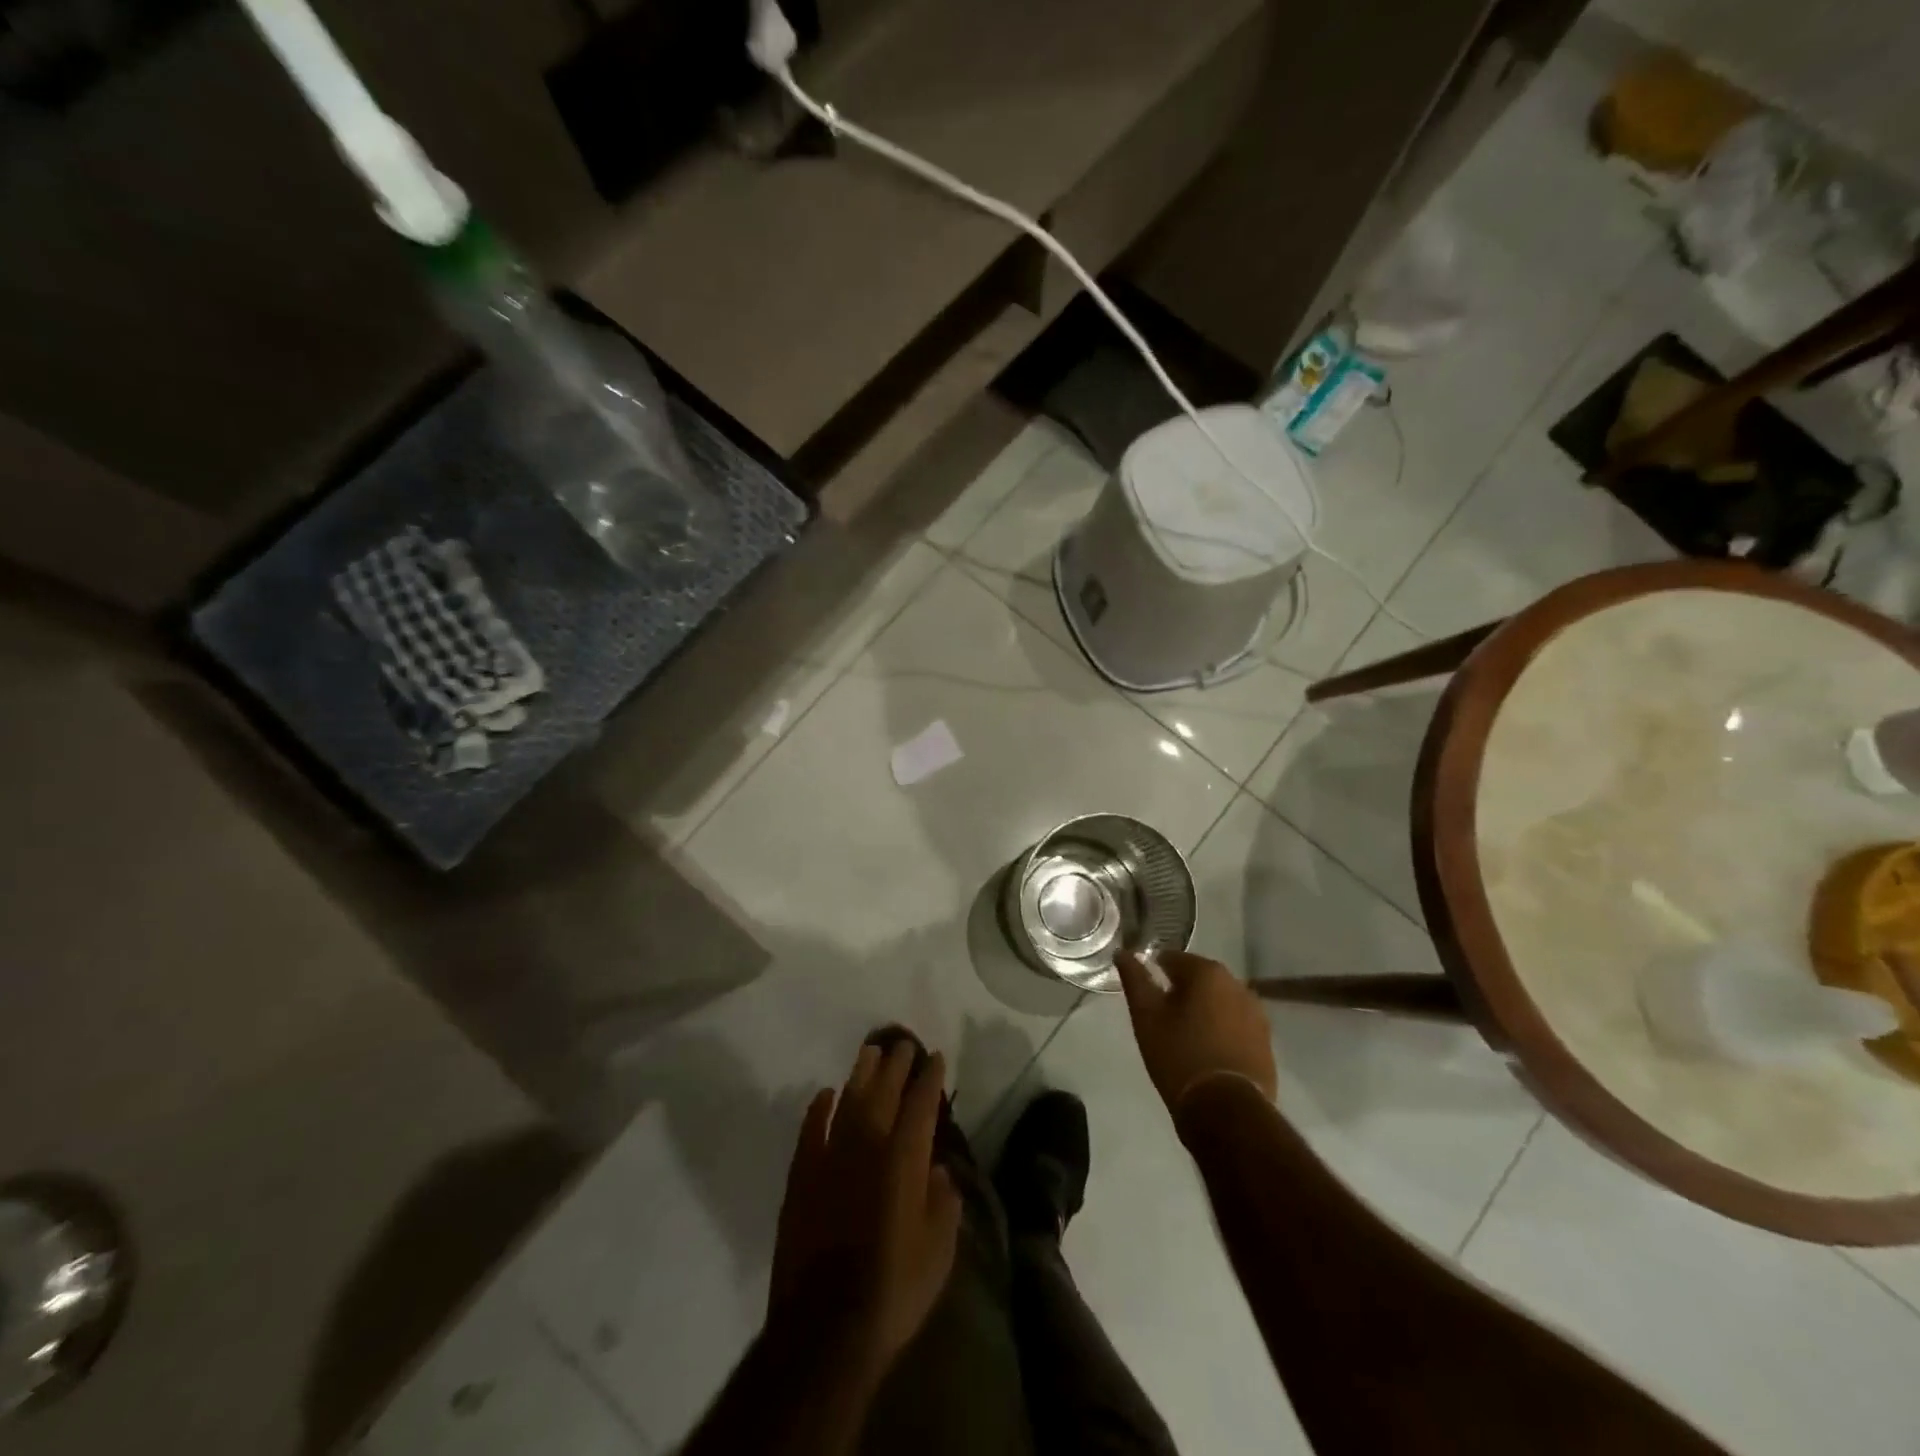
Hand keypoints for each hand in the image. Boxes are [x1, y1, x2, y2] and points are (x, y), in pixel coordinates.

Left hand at [768, 1041, 962, 1370]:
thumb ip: (943, 1203)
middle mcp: (867, 1147)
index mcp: (904, 1160)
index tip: (936, 1057)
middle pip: (883, 1093)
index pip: (921, 1105)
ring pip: (847, 1102)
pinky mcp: (801, 1178)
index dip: (930, 1078)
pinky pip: (810, 1131)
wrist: (825, 1329)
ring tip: (869, 1052)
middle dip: (896, 1065)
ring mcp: (829, 1159)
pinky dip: (818, 1110)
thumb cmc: (893, 1290)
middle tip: (903, 1044)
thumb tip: (939, 1172)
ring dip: (860, 1074)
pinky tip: (824, 1094)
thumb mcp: (939, 1252)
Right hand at [1115, 949, 1276, 1109]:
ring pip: (1219, 1002)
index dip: (1155, 973)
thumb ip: (1134, 979)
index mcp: (1207, 972)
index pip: (1173, 959)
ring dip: (1203, 1011)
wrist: (1226, 1111)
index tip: (1146, 996)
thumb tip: (1123, 952)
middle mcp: (1237, 984)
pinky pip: (1236, 1025)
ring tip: (1184, 1037)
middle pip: (1199, 979)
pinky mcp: (1266, 1042)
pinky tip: (1208, 1052)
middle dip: (1181, 992)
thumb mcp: (1146, 1017)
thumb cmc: (1179, 1056)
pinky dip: (1221, 1031)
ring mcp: (1257, 1014)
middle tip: (1162, 1018)